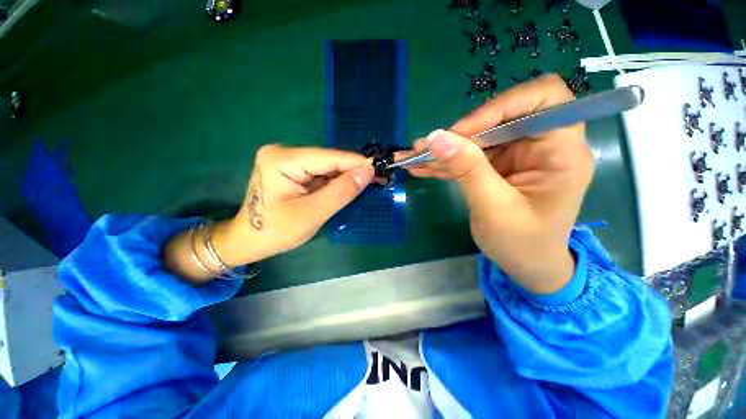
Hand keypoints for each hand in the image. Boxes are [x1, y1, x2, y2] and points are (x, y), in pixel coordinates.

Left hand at [166, 145, 373, 281]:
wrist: (249, 241)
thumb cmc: (275, 232)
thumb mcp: (312, 214)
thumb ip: (340, 192)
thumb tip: (367, 172)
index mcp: (282, 160)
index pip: (328, 157)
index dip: (357, 163)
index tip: (381, 168)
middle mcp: (284, 153)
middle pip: (329, 160)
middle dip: (354, 171)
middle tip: (379, 178)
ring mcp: (288, 161)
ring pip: (327, 167)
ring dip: (348, 176)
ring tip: (371, 182)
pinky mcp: (293, 171)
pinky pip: (321, 174)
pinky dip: (338, 182)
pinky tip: (352, 186)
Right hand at [402, 74, 594, 293]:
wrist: (527, 266)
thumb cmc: (522, 244)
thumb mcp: (494, 208)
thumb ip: (468, 170)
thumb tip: (437, 138)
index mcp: (561, 151)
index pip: (542, 99)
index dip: (500, 106)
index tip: (463, 132)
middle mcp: (541, 145)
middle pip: (499, 118)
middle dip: (460, 133)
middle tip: (427, 148)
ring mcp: (517, 156)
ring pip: (478, 138)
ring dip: (445, 149)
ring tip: (413, 158)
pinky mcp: (498, 167)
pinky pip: (470, 156)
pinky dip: (445, 162)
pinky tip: (421, 167)